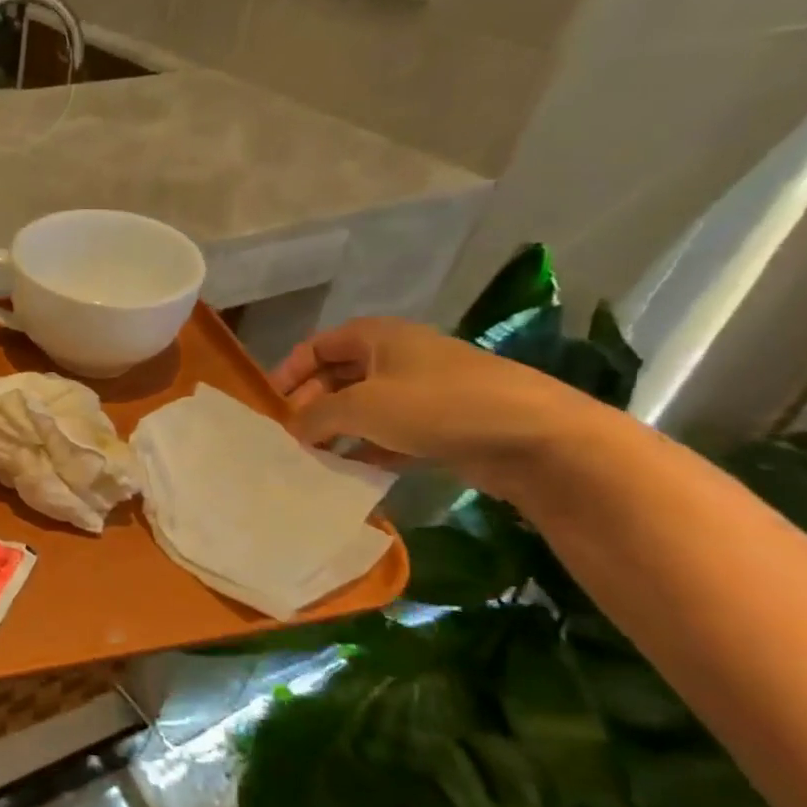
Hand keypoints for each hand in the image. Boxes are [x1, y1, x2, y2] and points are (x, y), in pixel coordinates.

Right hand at [270, 318, 602, 488]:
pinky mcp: (443, 422)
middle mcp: (397, 356)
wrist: (536, 437)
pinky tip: (352, 470)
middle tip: (290, 437)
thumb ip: (314, 417)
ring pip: (363, 407)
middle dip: (311, 405)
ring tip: (313, 458)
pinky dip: (368, 447)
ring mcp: (423, 390)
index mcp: (376, 336)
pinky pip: (390, 431)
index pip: (316, 346)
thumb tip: (292, 429)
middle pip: (338, 376)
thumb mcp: (360, 408)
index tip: (269, 407)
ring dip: (337, 430)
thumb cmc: (437, 406)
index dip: (288, 372)